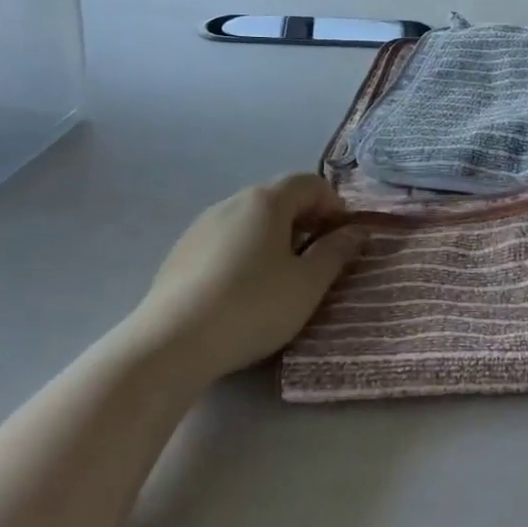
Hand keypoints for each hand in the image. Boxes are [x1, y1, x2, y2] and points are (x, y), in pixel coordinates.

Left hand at [127, 174, 363, 388]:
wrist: (171, 343)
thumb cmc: (252, 307)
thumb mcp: (307, 285)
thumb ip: (336, 252)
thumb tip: (356, 231)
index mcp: (266, 201)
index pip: (309, 183)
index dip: (334, 205)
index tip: (344, 238)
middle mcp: (232, 202)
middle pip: (278, 198)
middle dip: (305, 221)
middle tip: (318, 258)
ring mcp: (201, 226)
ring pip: (250, 219)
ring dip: (274, 237)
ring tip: (281, 277)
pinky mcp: (180, 252)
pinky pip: (225, 240)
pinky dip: (245, 252)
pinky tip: (243, 291)